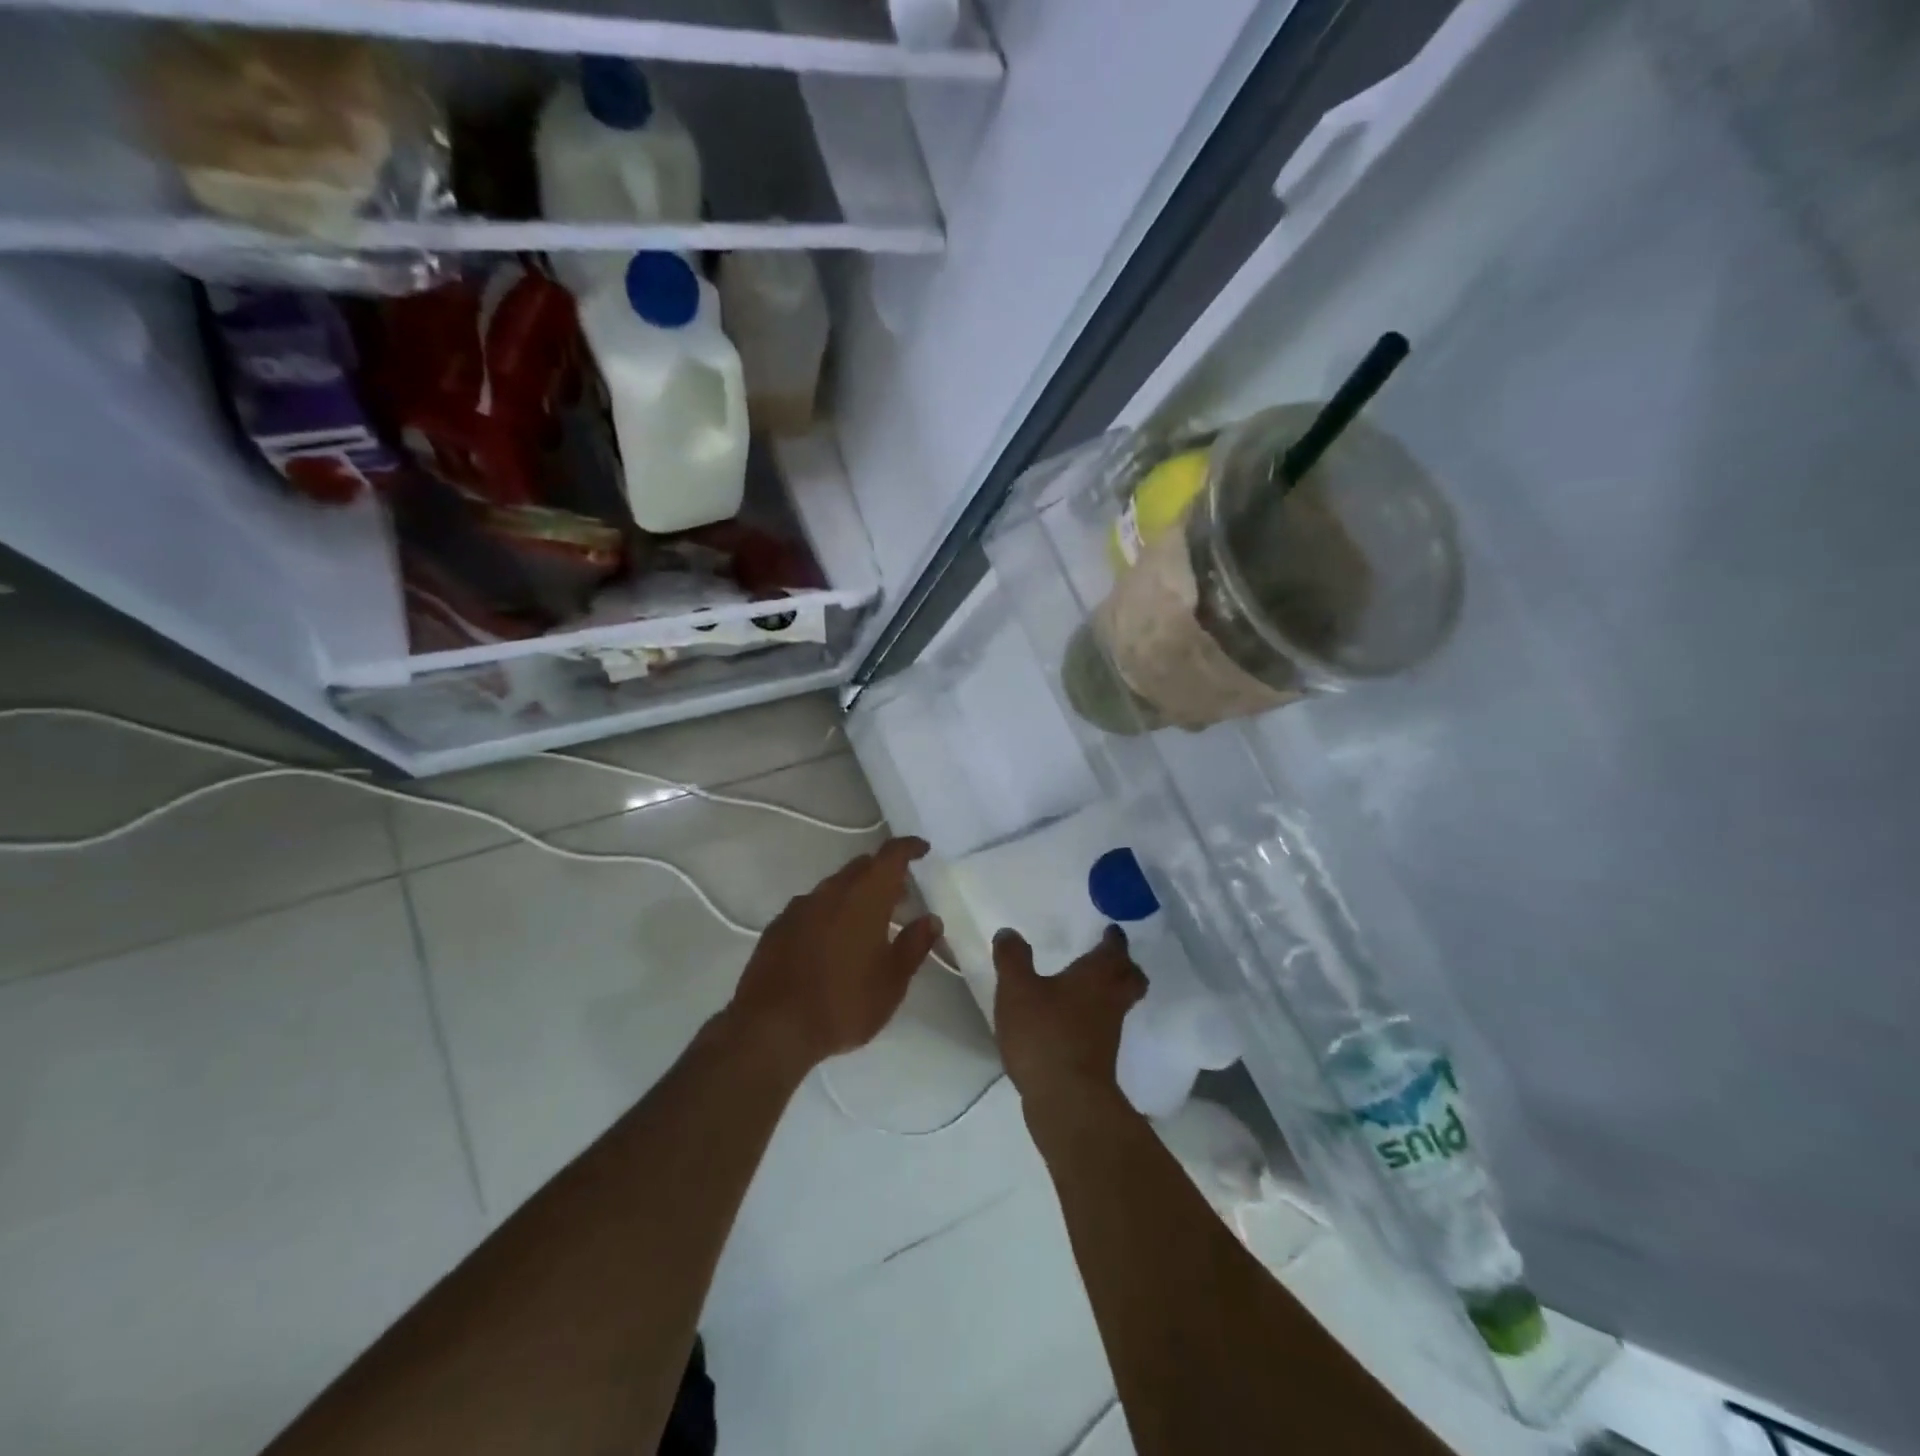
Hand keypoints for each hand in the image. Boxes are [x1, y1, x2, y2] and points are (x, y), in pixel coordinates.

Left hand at [723, 837, 942, 1075]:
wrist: (771, 1029)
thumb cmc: (844, 1003)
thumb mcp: (892, 982)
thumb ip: (914, 945)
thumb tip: (930, 919)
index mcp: (864, 897)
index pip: (890, 856)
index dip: (908, 848)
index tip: (922, 849)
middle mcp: (830, 892)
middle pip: (861, 867)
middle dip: (882, 874)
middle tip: (900, 895)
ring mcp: (799, 908)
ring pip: (834, 887)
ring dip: (854, 894)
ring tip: (867, 922)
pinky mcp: (777, 928)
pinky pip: (811, 908)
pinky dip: (828, 913)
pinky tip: (831, 941)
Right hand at [992, 925, 1146, 1111]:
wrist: (1066, 1100)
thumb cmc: (1045, 1034)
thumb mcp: (1017, 989)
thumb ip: (1012, 958)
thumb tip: (1009, 932)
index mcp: (1097, 975)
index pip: (1114, 949)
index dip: (1113, 938)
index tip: (1111, 930)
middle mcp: (1110, 999)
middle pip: (1131, 977)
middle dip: (1124, 966)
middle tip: (1109, 957)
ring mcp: (1109, 1031)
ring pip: (1120, 1003)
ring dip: (1111, 992)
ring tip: (1087, 986)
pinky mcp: (1100, 1058)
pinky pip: (1104, 1027)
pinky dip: (1095, 1019)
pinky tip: (1072, 1021)